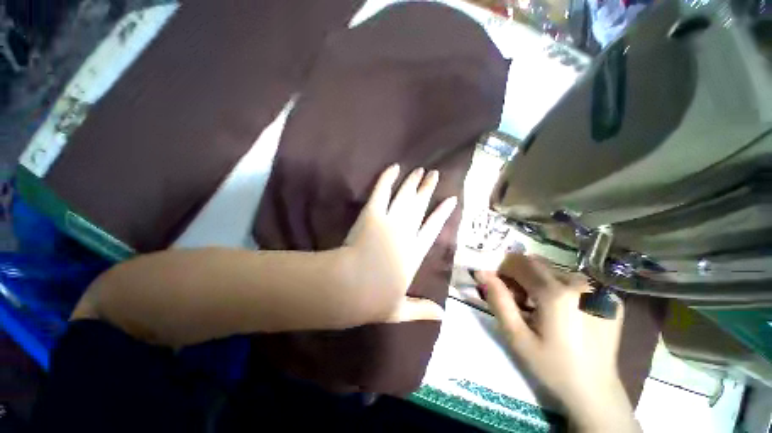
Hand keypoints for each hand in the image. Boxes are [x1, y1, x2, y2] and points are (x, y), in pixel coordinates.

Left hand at [343, 164, 456, 322]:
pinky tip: (393, 167)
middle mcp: (407, 233)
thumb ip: (422, 310)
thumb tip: (443, 316)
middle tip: (434, 174)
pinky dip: (387, 178)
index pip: (433, 228)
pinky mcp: (373, 214)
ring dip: (412, 182)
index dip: (442, 213)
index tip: (451, 200)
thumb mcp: (400, 310)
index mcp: (415, 253)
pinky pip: (382, 192)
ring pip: (405, 196)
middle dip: (428, 189)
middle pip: (420, 206)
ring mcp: (390, 221)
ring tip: (420, 170)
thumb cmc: (375, 300)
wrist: (351, 288)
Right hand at [474, 254, 640, 432]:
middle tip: (520, 301)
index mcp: (556, 294)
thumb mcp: (517, 337)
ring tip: (540, 307)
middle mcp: (579, 284)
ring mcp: (597, 290)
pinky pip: (572, 280)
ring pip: (553, 269)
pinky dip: (558, 287)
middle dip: (520, 275)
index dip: (504, 271)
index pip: (519, 262)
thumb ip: (498, 300)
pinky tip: (562, 311)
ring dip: (538, 281)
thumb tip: (482, 272)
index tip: (502, 289)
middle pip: (536, 263)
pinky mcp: (608, 297)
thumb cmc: (551, 366)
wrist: (595, 391)